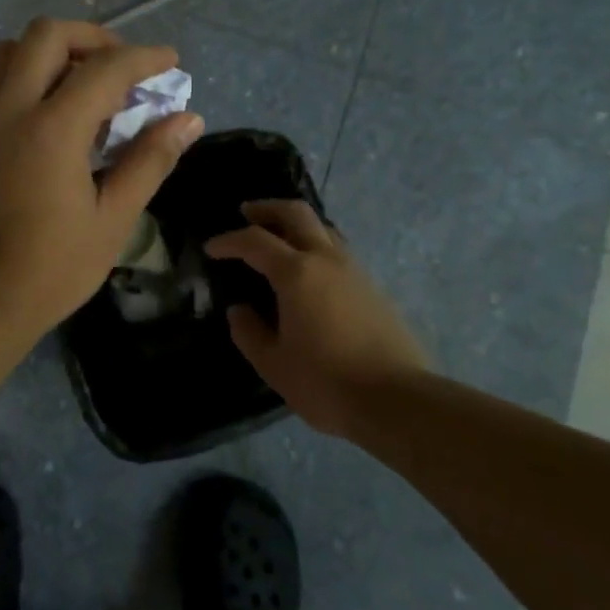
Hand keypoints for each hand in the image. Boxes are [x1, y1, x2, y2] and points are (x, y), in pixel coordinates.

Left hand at [0, 18, 203, 346]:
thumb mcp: (112, 220)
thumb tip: (188, 119)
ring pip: (9, 52)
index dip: (144, 58)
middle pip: (46, 35)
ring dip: (51, 52)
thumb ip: (149, 161)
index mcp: (51, 128)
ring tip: (82, 84)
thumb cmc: (49, 270)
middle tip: (122, 66)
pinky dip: (27, 78)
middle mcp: (9, 110)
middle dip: (92, 37)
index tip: (170, 61)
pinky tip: (50, 119)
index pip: (105, 68)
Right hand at [205, 200, 432, 435]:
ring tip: (278, 239)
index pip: (255, 241)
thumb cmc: (326, 382)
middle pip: (296, 214)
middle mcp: (326, 260)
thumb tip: (239, 310)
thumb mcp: (273, 364)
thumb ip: (249, 333)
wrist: (397, 400)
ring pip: (322, 228)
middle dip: (267, 209)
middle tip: (247, 213)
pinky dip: (315, 245)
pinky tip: (309, 271)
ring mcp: (354, 270)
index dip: (229, 241)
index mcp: (296, 273)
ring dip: (295, 224)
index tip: (211, 248)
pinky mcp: (373, 287)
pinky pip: (338, 250)